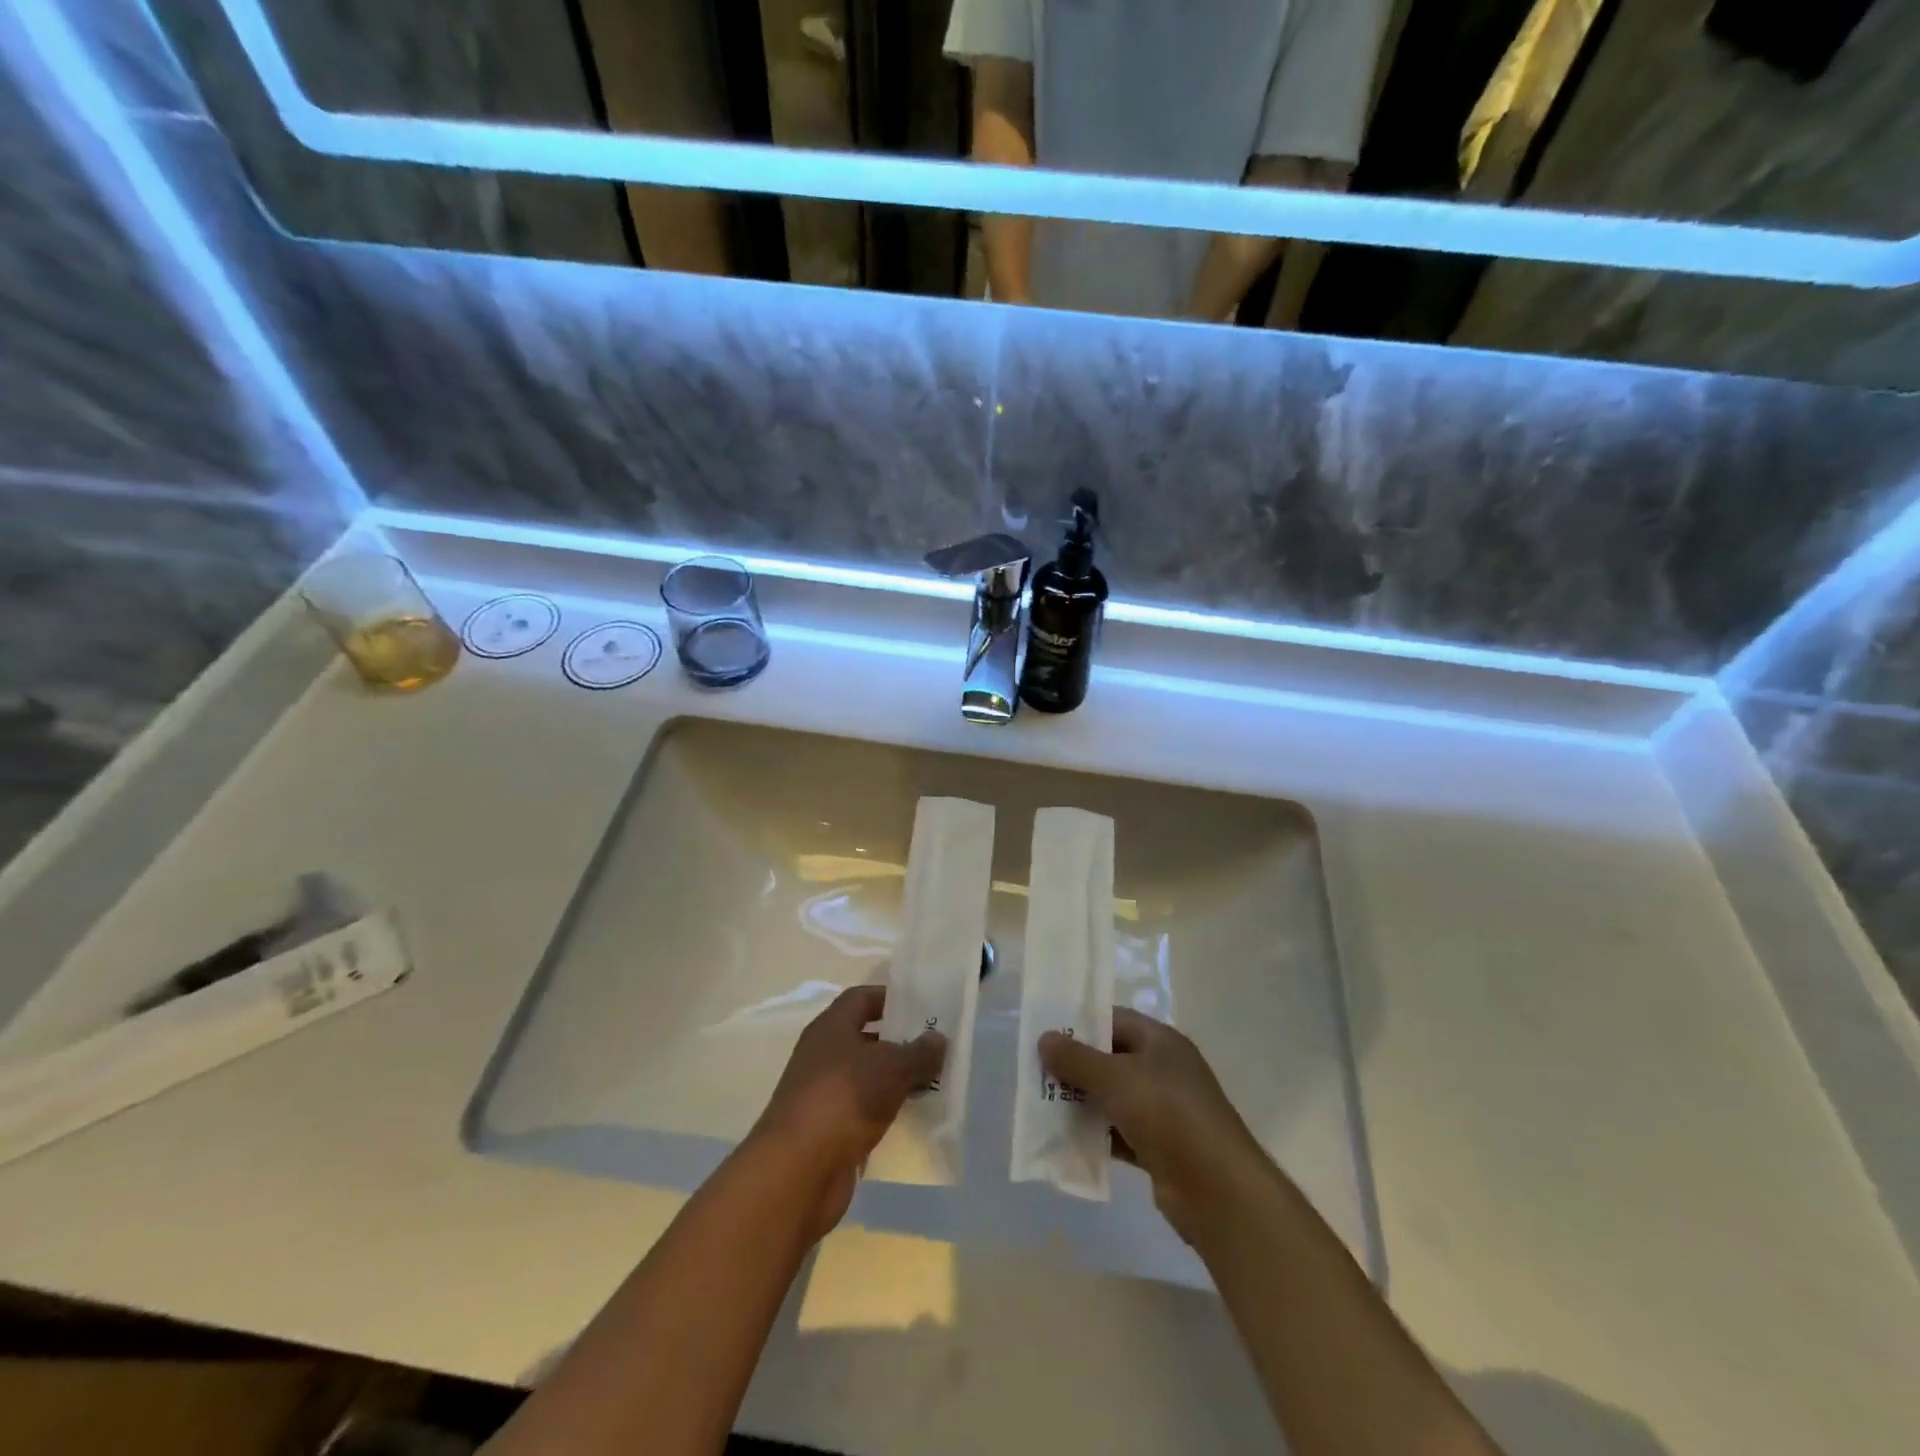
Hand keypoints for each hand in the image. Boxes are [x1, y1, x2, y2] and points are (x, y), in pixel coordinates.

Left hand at [749, 985, 944, 1240]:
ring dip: (897, 1080)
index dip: (891, 998)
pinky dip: (887, 1111)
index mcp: (831, 1027)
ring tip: (933, 1083)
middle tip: (937, 1048)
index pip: (862, 998)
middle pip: (867, 1038)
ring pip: (868, 1077)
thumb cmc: (844, 1099)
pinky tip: (914, 1117)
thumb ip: (919, 1051)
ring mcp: (824, 1093)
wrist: (798, 1170)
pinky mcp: (828, 1130)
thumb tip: (938, 1038)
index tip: (923, 1007)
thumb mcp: (891, 1067)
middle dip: (901, 1042)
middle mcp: (823, 1054)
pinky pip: (864, 1110)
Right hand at [1040, 1009, 1268, 1246]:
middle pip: (1111, 1059)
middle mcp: (1164, 1070)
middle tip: (1037, 1072)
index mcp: (1161, 1041)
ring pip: (1113, 1098)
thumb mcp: (1116, 1078)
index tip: (1046, 1034)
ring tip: (1042, 1105)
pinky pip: (1119, 1132)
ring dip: (1082, 1102)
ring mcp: (1164, 1111)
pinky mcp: (1160, 1148)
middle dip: (1076, 1066)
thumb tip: (1045, 1038)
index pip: (1114, 1019)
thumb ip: (1077, 1059)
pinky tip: (1066, 1141)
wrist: (1218, 1190)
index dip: (1081, 1024)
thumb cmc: (1167, 1114)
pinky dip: (1096, 1135)